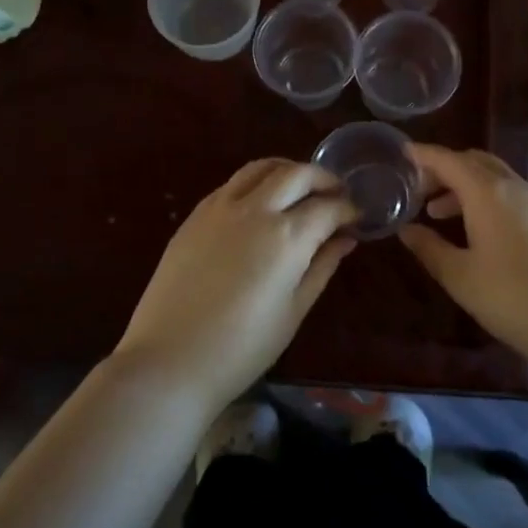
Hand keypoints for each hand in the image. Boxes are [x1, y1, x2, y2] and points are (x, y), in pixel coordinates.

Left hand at [114, 159, 355, 412]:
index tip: (357, 217)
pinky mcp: (196, 214)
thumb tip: (345, 239)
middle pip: (297, 174)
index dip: (348, 209)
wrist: (169, 360)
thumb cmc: (242, 347)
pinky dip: (256, 182)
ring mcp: (221, 207)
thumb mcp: (294, 310)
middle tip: (335, 195)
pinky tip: (261, 203)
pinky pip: (233, 183)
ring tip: (300, 189)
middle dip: (323, 179)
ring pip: (261, 167)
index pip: (328, 207)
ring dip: (288, 171)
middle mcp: (256, 209)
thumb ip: (322, 266)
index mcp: (287, 236)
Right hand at [399, 145, 527, 365]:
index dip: (424, 154)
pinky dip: (488, 200)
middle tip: (419, 188)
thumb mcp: (462, 278)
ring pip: (496, 179)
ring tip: (441, 213)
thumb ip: (430, 249)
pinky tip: (481, 232)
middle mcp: (515, 188)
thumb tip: (407, 230)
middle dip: (445, 168)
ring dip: (466, 186)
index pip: (449, 160)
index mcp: (487, 193)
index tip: (402, 152)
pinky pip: (513, 196)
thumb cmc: (515, 299)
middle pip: (475, 161)